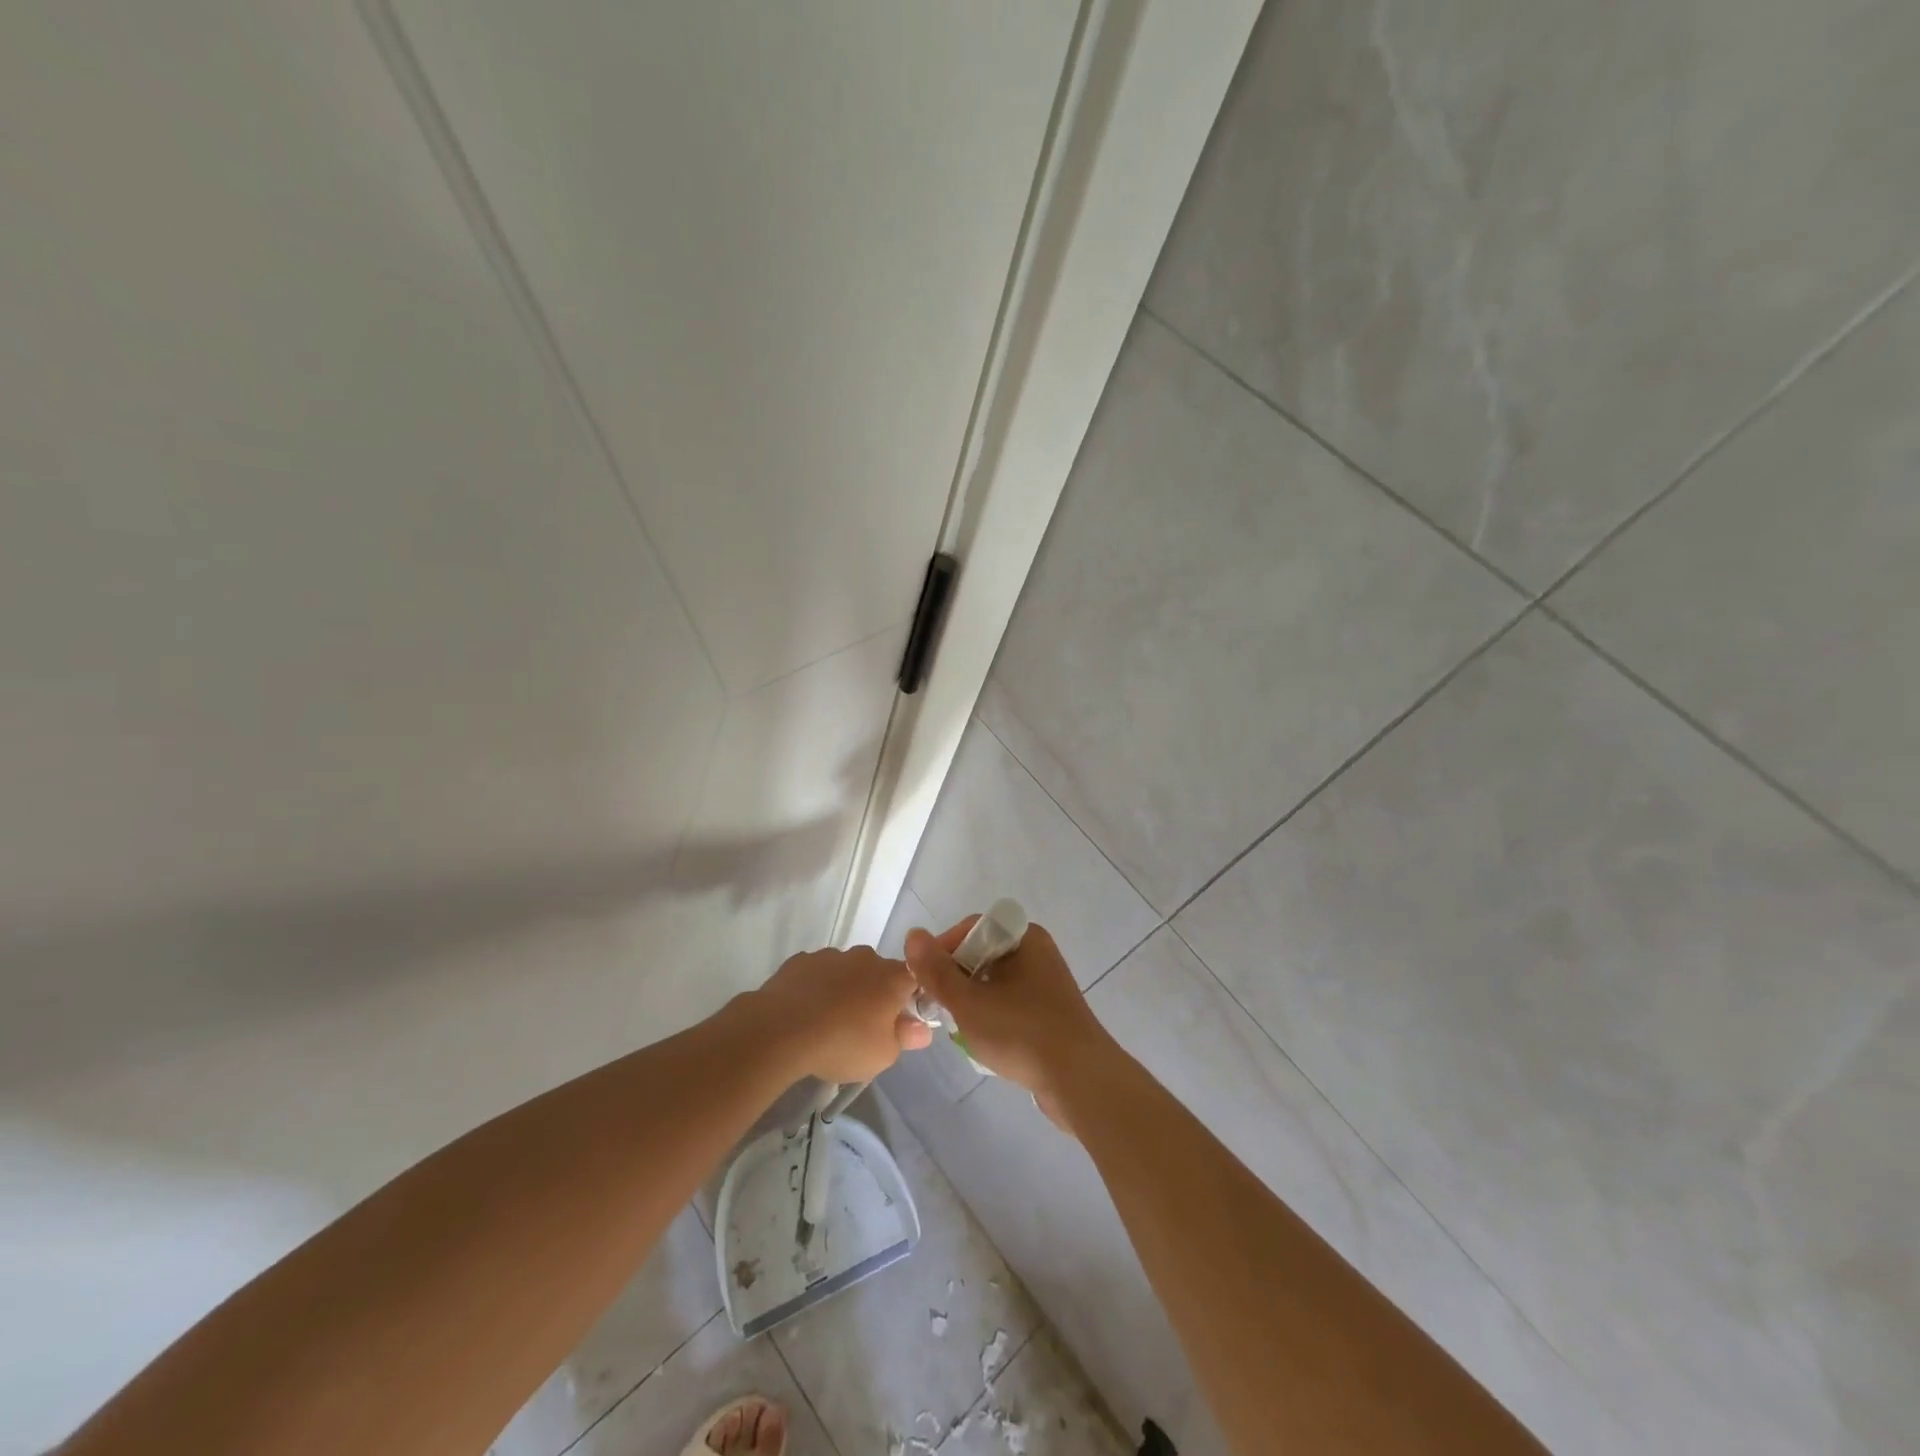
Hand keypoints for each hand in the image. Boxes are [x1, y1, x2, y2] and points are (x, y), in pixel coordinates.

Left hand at [746, 945, 931, 1084]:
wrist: (781, 1030)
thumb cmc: (843, 1043)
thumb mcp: (883, 1055)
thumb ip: (905, 1038)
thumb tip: (922, 1029)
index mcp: (892, 977)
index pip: (915, 978)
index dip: (910, 998)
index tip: (900, 1020)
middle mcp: (865, 958)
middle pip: (878, 973)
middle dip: (875, 994)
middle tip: (863, 1026)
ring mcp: (831, 955)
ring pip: (846, 970)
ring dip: (844, 989)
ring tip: (828, 1021)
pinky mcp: (800, 960)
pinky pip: (817, 973)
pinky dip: (816, 987)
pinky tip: (804, 1012)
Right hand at [904, 919, 1116, 1131]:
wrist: (1080, 1081)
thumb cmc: (1021, 1032)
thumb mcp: (969, 1002)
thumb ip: (937, 971)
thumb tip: (913, 935)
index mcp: (1024, 938)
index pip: (972, 928)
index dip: (943, 949)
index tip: (925, 980)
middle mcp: (1037, 953)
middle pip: (982, 955)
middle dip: (956, 980)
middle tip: (938, 1006)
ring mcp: (1046, 985)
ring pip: (994, 983)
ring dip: (973, 1002)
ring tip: (959, 1027)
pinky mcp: (1050, 1014)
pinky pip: (1010, 1005)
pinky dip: (993, 1018)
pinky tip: (984, 1042)